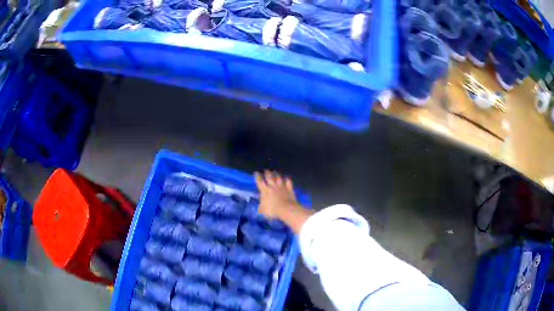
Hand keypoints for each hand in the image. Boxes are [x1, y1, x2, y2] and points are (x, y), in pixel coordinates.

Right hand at [254, 170, 298, 218]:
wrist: (286, 209)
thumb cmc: (273, 210)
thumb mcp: (262, 210)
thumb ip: (261, 206)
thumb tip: (260, 204)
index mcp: (265, 190)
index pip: (259, 181)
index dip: (257, 176)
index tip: (256, 172)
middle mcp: (273, 186)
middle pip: (269, 177)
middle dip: (267, 173)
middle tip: (266, 170)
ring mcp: (282, 186)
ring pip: (279, 178)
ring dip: (276, 174)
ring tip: (275, 172)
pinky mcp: (289, 189)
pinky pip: (288, 182)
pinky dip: (287, 179)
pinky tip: (287, 178)